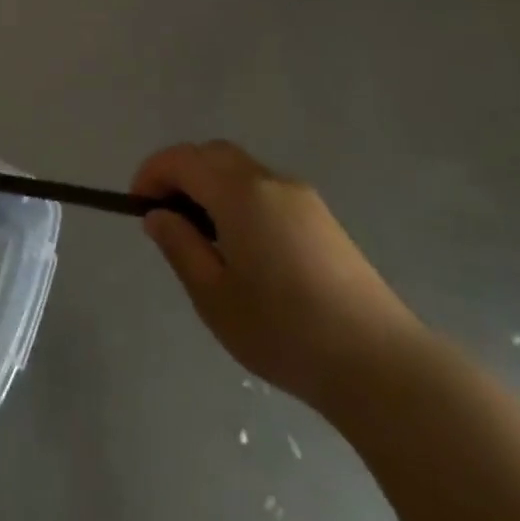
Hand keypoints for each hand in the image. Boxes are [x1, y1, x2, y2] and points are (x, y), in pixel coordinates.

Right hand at [132, 140, 421, 406]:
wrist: (382, 366)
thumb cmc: (285, 331)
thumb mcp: (214, 296)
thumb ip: (180, 247)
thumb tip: (159, 215)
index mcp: (239, 193)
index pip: (182, 159)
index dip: (152, 173)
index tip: (137, 205)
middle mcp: (270, 181)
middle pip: (213, 154)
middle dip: (180, 173)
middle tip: (166, 216)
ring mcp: (302, 198)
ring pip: (241, 171)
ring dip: (211, 186)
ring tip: (203, 236)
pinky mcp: (323, 220)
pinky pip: (266, 191)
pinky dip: (239, 199)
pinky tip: (244, 247)